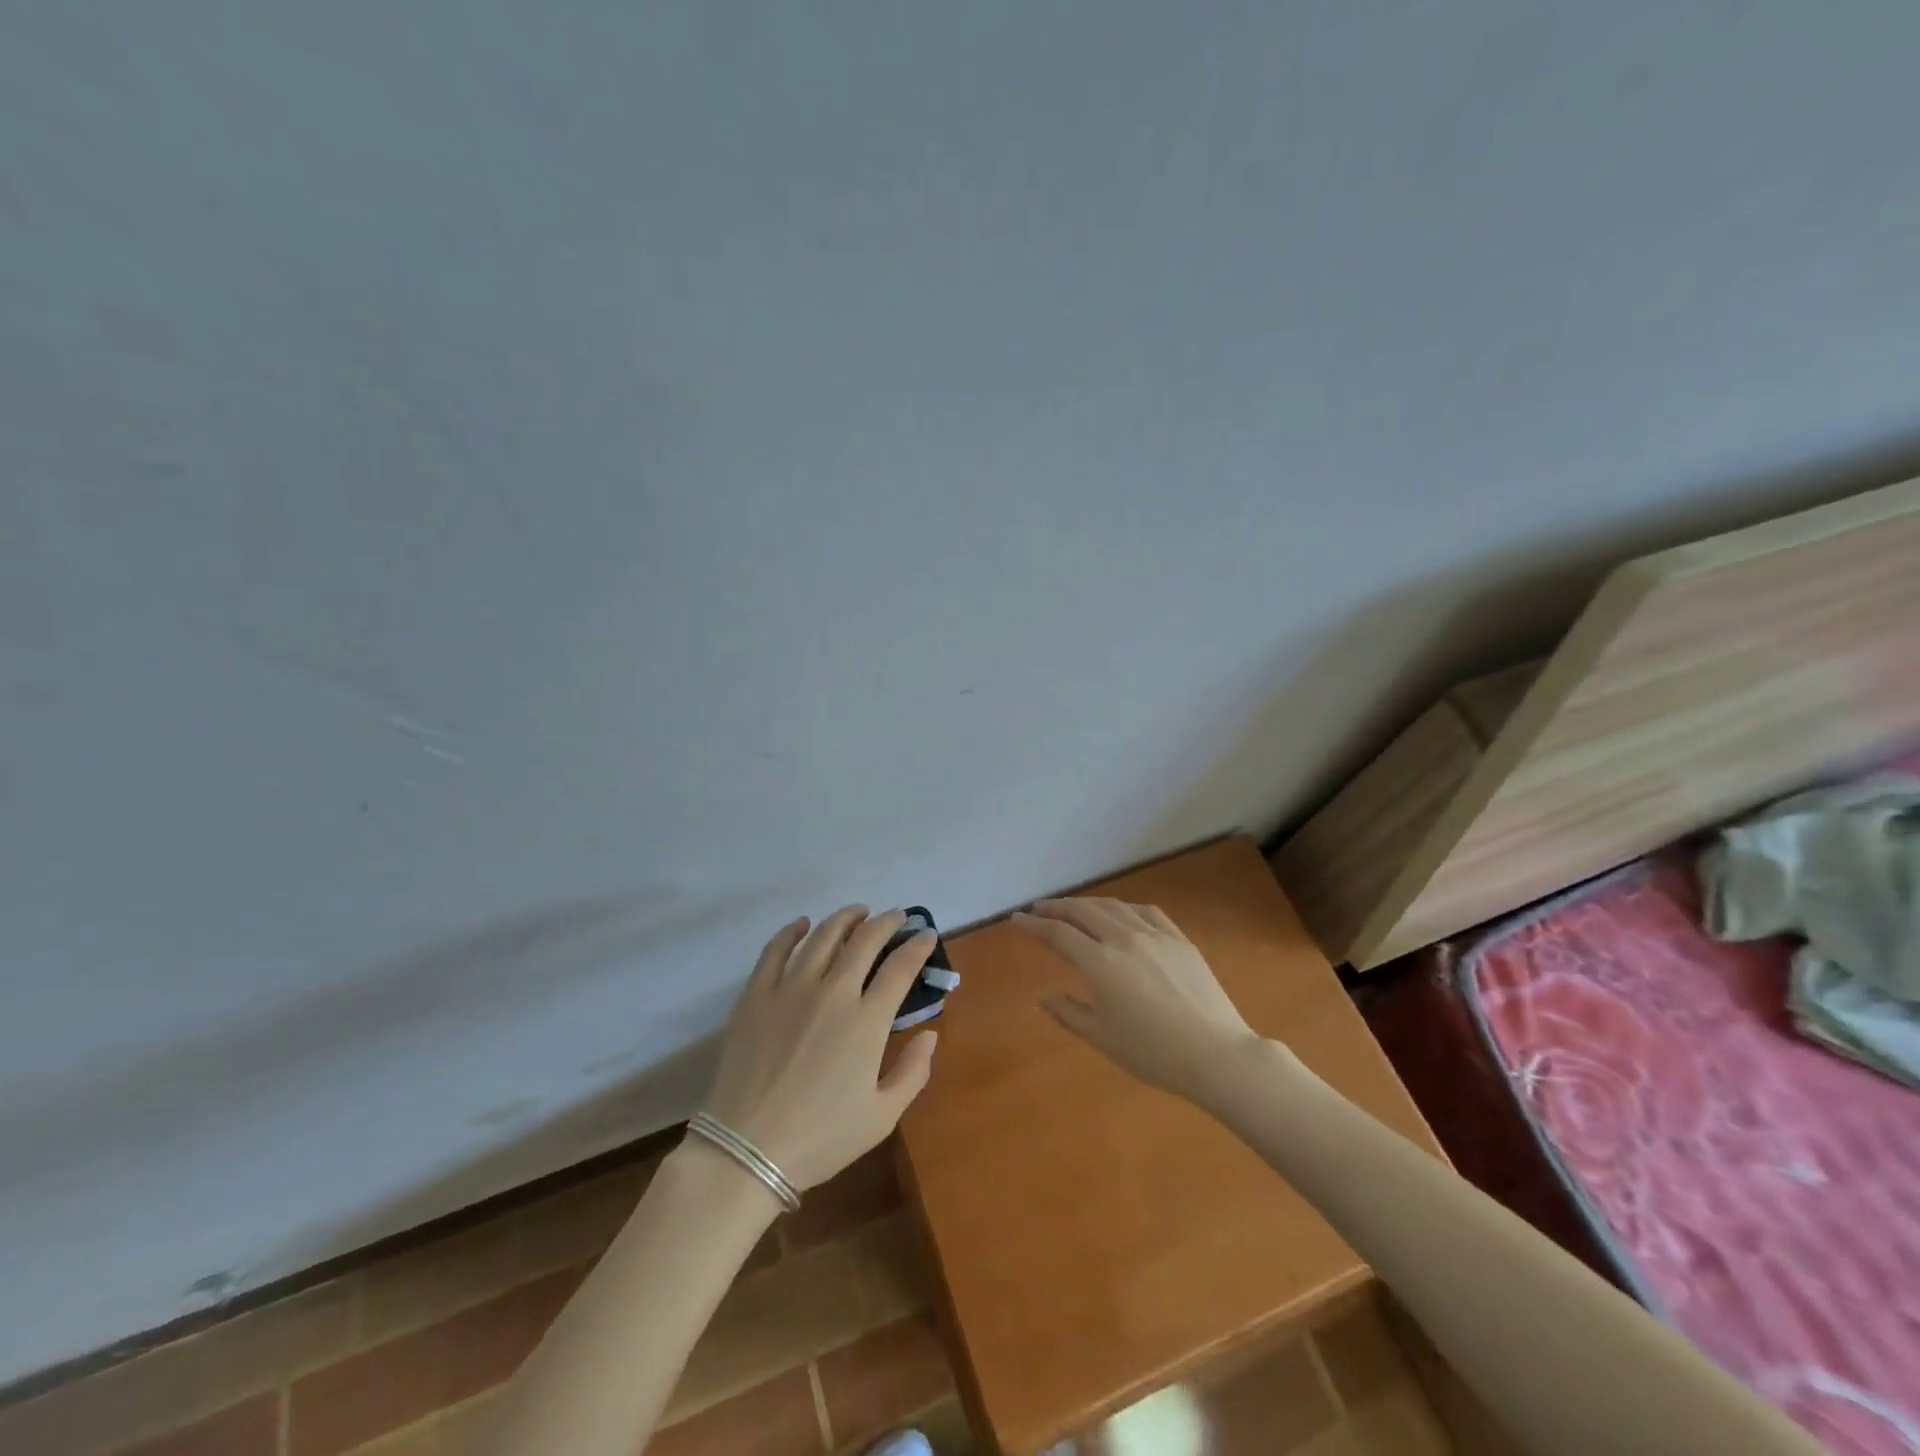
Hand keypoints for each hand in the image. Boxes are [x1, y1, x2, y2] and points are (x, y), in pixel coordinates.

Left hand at [703, 907, 938, 1190]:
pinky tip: (802, 924)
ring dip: (845, 918)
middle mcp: (833, 993)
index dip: (918, 946)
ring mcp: (790, 989)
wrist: (745, 1151)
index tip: (926, 935)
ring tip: (858, 912)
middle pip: (865, 940)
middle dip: (886, 922)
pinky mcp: (756, 995)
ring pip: (823, 936)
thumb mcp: (882, 1116)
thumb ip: (913, 1072)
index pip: (900, 967)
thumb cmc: (820, 1138)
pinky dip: (792, 931)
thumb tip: (930, 1034)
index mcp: (867, 1021)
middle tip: (896, 917)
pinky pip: (775, 950)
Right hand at [1012, 898, 1263, 1103]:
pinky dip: (1124, 907)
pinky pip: (1146, 911)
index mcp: (1100, 964)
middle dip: (1057, 907)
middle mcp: (1124, 939)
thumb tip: (1042, 996)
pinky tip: (1120, 913)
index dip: (1034, 925)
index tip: (1016, 919)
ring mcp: (1155, 935)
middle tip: (1039, 909)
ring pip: (1113, 906)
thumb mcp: (1102, 1038)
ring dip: (1088, 903)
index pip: (1058, 934)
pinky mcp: (1180, 940)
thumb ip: (1068, 1012)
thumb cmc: (1153, 1053)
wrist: (1217, 1055)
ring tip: (1074, 908)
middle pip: (1083, 911)